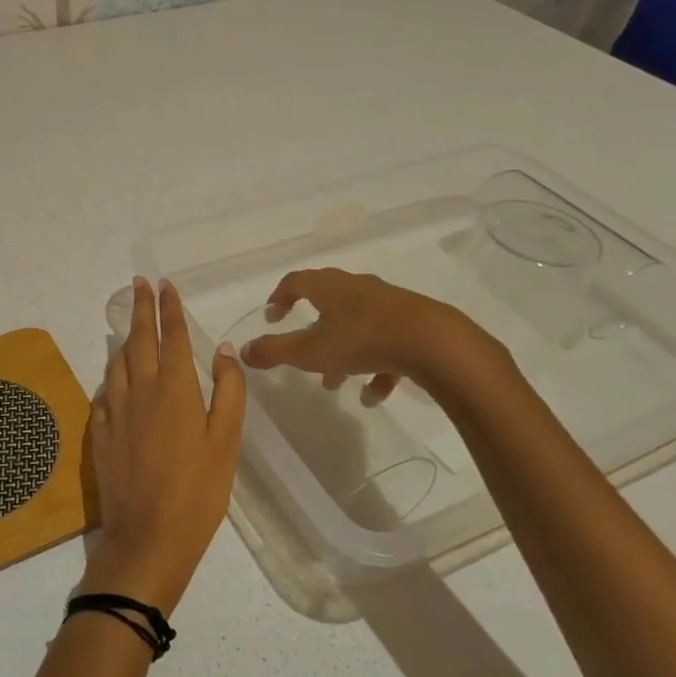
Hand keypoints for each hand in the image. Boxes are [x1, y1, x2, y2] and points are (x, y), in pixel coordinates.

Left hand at [82, 277, 245, 614]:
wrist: (148, 537)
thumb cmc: (198, 491)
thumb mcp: (227, 441)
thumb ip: (228, 391)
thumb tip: (223, 350)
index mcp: (175, 388)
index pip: (172, 336)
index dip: (169, 308)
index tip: (164, 284)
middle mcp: (141, 390)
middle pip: (138, 339)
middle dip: (140, 308)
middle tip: (138, 283)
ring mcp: (116, 410)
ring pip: (117, 362)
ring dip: (124, 338)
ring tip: (128, 326)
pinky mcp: (101, 432)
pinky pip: (105, 391)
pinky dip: (112, 375)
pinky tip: (115, 378)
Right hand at [239, 267, 500, 406]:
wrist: (433, 343)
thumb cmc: (362, 340)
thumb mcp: (310, 351)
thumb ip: (274, 351)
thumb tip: (242, 350)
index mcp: (329, 287)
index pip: (296, 281)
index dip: (280, 296)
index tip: (272, 315)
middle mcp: (357, 288)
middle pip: (327, 303)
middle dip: (312, 331)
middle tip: (302, 354)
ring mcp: (387, 304)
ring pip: (356, 326)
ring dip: (342, 353)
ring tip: (336, 385)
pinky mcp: (412, 324)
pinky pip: (386, 344)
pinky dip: (375, 366)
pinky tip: (374, 395)